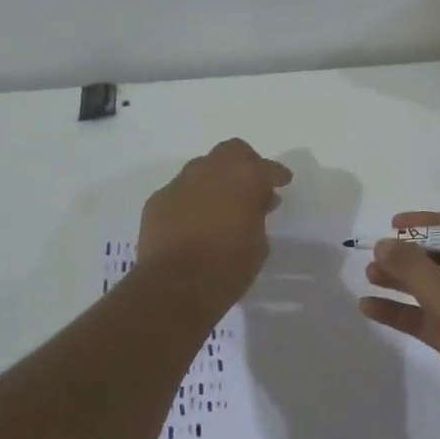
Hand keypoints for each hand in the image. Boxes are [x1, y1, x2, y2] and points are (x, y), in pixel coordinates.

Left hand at [138, 139, 291, 304]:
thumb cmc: (228, 267)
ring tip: (219, 205)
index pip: (267, 168)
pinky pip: (180, 191)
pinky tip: (192, 221)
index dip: (277, 175)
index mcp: (245, 177)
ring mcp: (180, 182)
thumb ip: (258, 216)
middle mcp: (211, 170)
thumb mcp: (258, 244)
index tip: (282, 182)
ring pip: (202, 168)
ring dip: (214, 181)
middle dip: (244, 164)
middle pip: (232, 152)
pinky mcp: (157, 200)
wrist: (175, 286)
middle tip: (250, 186)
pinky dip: (190, 200)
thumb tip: (254, 205)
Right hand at [359, 212, 439, 438]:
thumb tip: (384, 244)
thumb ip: (416, 271)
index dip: (428, 225)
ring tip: (368, 276)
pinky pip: (433, 317)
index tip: (394, 225)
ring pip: (438, 288)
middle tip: (377, 253)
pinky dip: (406, 312)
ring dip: (405, 282)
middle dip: (412, 256)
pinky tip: (370, 308)